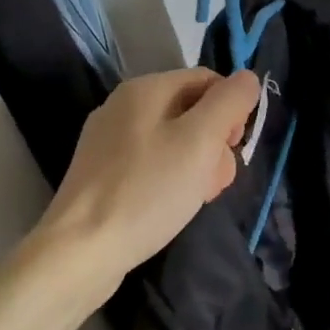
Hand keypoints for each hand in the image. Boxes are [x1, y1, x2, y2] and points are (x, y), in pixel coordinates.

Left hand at [37, 67, 261, 289]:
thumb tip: (247, 78)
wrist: (81, 251)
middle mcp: (124, 106)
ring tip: (197, 198)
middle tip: (216, 181)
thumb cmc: (148, 190)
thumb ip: (229, 102)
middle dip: (215, 143)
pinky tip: (172, 206)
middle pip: (192, 111)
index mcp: (146, 88)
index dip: (231, 110)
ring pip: (175, 140)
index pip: (208, 80)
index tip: (234, 148)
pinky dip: (171, 179)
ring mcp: (109, 140)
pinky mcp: (103, 172)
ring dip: (198, 165)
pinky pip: (152, 163)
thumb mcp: (200, 141)